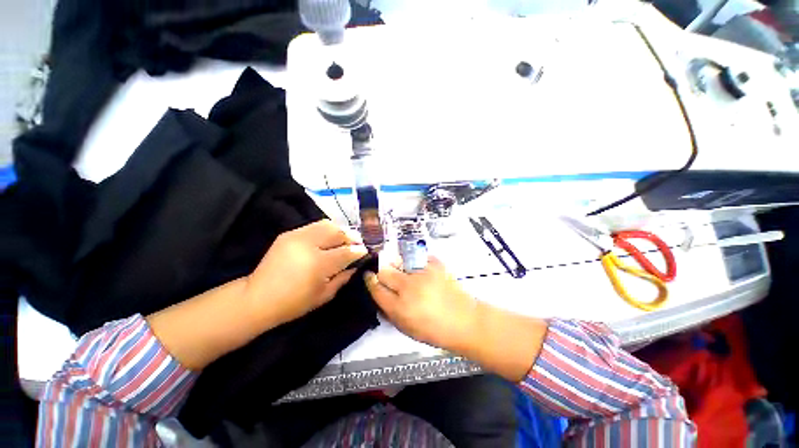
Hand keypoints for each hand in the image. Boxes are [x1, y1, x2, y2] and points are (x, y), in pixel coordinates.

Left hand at [245, 220, 367, 326]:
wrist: (257, 297)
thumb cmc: (294, 303)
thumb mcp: (324, 294)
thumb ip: (344, 277)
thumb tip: (356, 264)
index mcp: (318, 263)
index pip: (346, 252)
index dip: (359, 251)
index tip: (366, 252)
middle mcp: (308, 244)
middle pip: (338, 232)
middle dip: (352, 237)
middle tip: (356, 244)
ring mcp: (297, 236)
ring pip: (328, 224)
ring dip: (340, 231)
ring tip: (344, 240)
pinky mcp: (289, 233)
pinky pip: (315, 226)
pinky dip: (326, 230)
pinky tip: (328, 240)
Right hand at [364, 257, 477, 352]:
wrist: (464, 320)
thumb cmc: (434, 329)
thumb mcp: (406, 328)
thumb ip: (389, 310)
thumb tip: (379, 294)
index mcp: (399, 307)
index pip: (376, 287)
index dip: (370, 280)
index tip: (369, 276)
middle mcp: (409, 287)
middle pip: (385, 270)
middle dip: (382, 270)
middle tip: (386, 273)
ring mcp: (423, 273)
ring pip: (400, 260)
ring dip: (398, 265)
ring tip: (406, 271)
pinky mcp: (435, 264)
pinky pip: (418, 257)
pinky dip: (417, 262)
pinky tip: (422, 270)